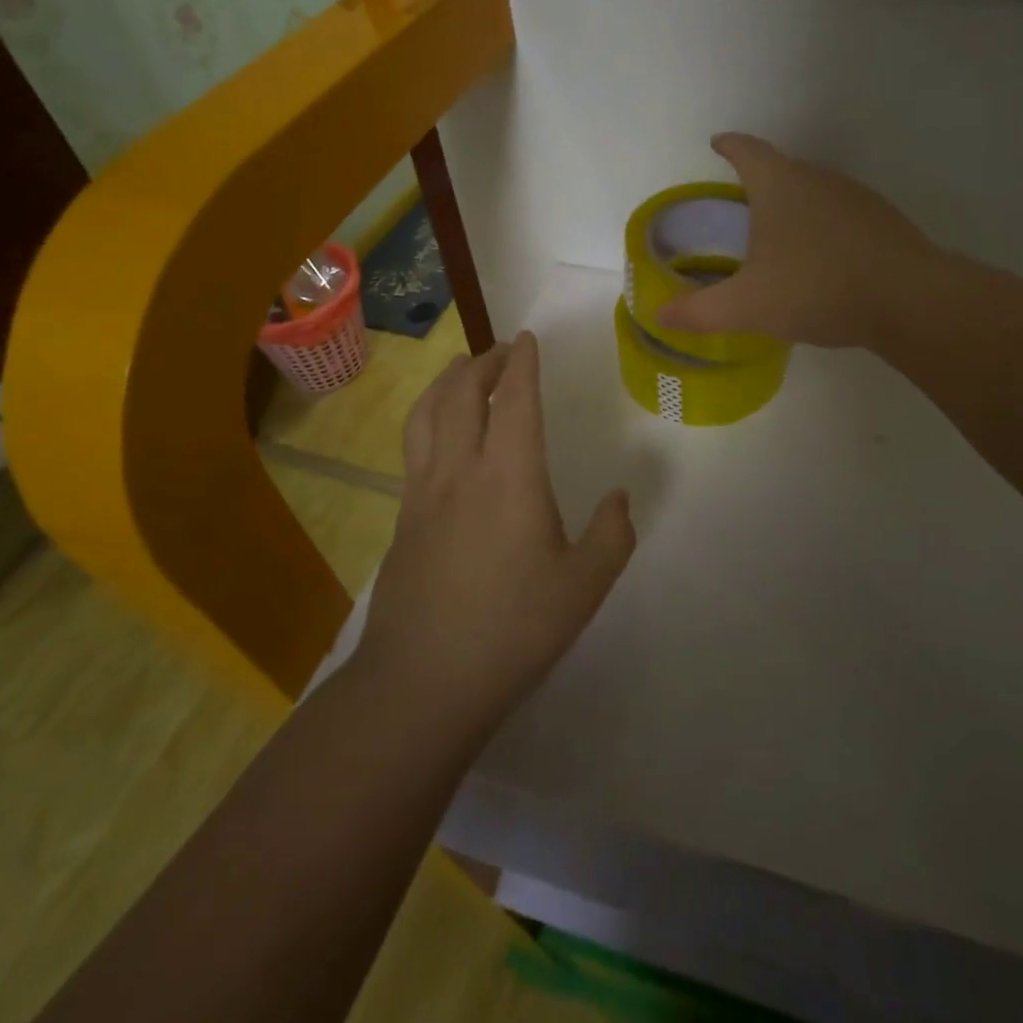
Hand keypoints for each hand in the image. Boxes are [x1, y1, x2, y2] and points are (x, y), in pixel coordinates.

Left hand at [356, 334, 636, 735]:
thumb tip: (620, 499)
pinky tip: (439, 435)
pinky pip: (413, 447)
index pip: (515, 400)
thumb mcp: (584, 586)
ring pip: (427, 414)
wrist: (422, 682)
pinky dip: (428, 419)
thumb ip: (611, 535)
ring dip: (447, 382)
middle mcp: (460, 471)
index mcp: (510, 477)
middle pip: (462, 394)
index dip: (522, 363)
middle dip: (482, 362)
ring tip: (462, 371)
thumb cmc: (513, 630)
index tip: (527, 339)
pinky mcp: (403, 519)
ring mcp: (423, 493)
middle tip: (502, 351)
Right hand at [656, 133, 938, 348]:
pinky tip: (824, 260)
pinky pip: (842, 215)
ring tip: (781, 237)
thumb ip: (700, 311)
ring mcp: (856, 197)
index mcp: (780, 185)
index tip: (717, 142)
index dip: (728, 146)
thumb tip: (658, 316)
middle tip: (743, 207)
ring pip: (815, 192)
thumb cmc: (816, 288)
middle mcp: (819, 178)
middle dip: (760, 181)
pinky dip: (824, 228)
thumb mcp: (747, 306)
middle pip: (782, 168)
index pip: (747, 150)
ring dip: (795, 206)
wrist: (908, 300)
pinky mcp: (883, 220)